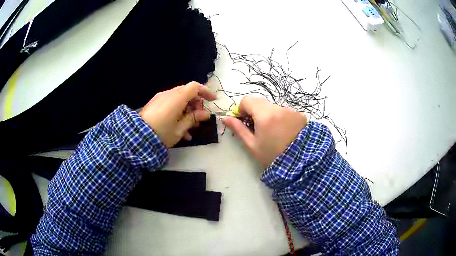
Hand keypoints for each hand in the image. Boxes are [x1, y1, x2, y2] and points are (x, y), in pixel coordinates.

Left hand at [139, 82, 215, 147]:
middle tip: (200, 118)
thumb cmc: (162, 133)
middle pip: (187, 92)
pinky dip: (177, 111)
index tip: (212, 100)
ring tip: (191, 127)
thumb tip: (205, 114)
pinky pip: (170, 103)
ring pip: (179, 99)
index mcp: (177, 98)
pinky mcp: (154, 104)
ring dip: (187, 110)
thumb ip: (193, 119)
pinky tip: (179, 129)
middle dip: (196, 104)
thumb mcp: (180, 129)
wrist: (137, 137)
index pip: (194, 87)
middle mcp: (169, 94)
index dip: (205, 91)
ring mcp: (160, 98)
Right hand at [223, 96, 306, 167]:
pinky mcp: (300, 115)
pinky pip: (285, 111)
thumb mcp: (252, 145)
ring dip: (269, 115)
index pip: (247, 100)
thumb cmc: (272, 156)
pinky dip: (281, 118)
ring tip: (273, 132)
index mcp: (264, 115)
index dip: (242, 109)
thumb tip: (225, 118)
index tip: (244, 121)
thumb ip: (238, 129)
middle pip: (261, 102)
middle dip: (255, 112)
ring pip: (273, 107)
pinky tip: (285, 132)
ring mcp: (291, 110)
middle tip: (258, 128)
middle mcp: (278, 108)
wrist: (300, 163)